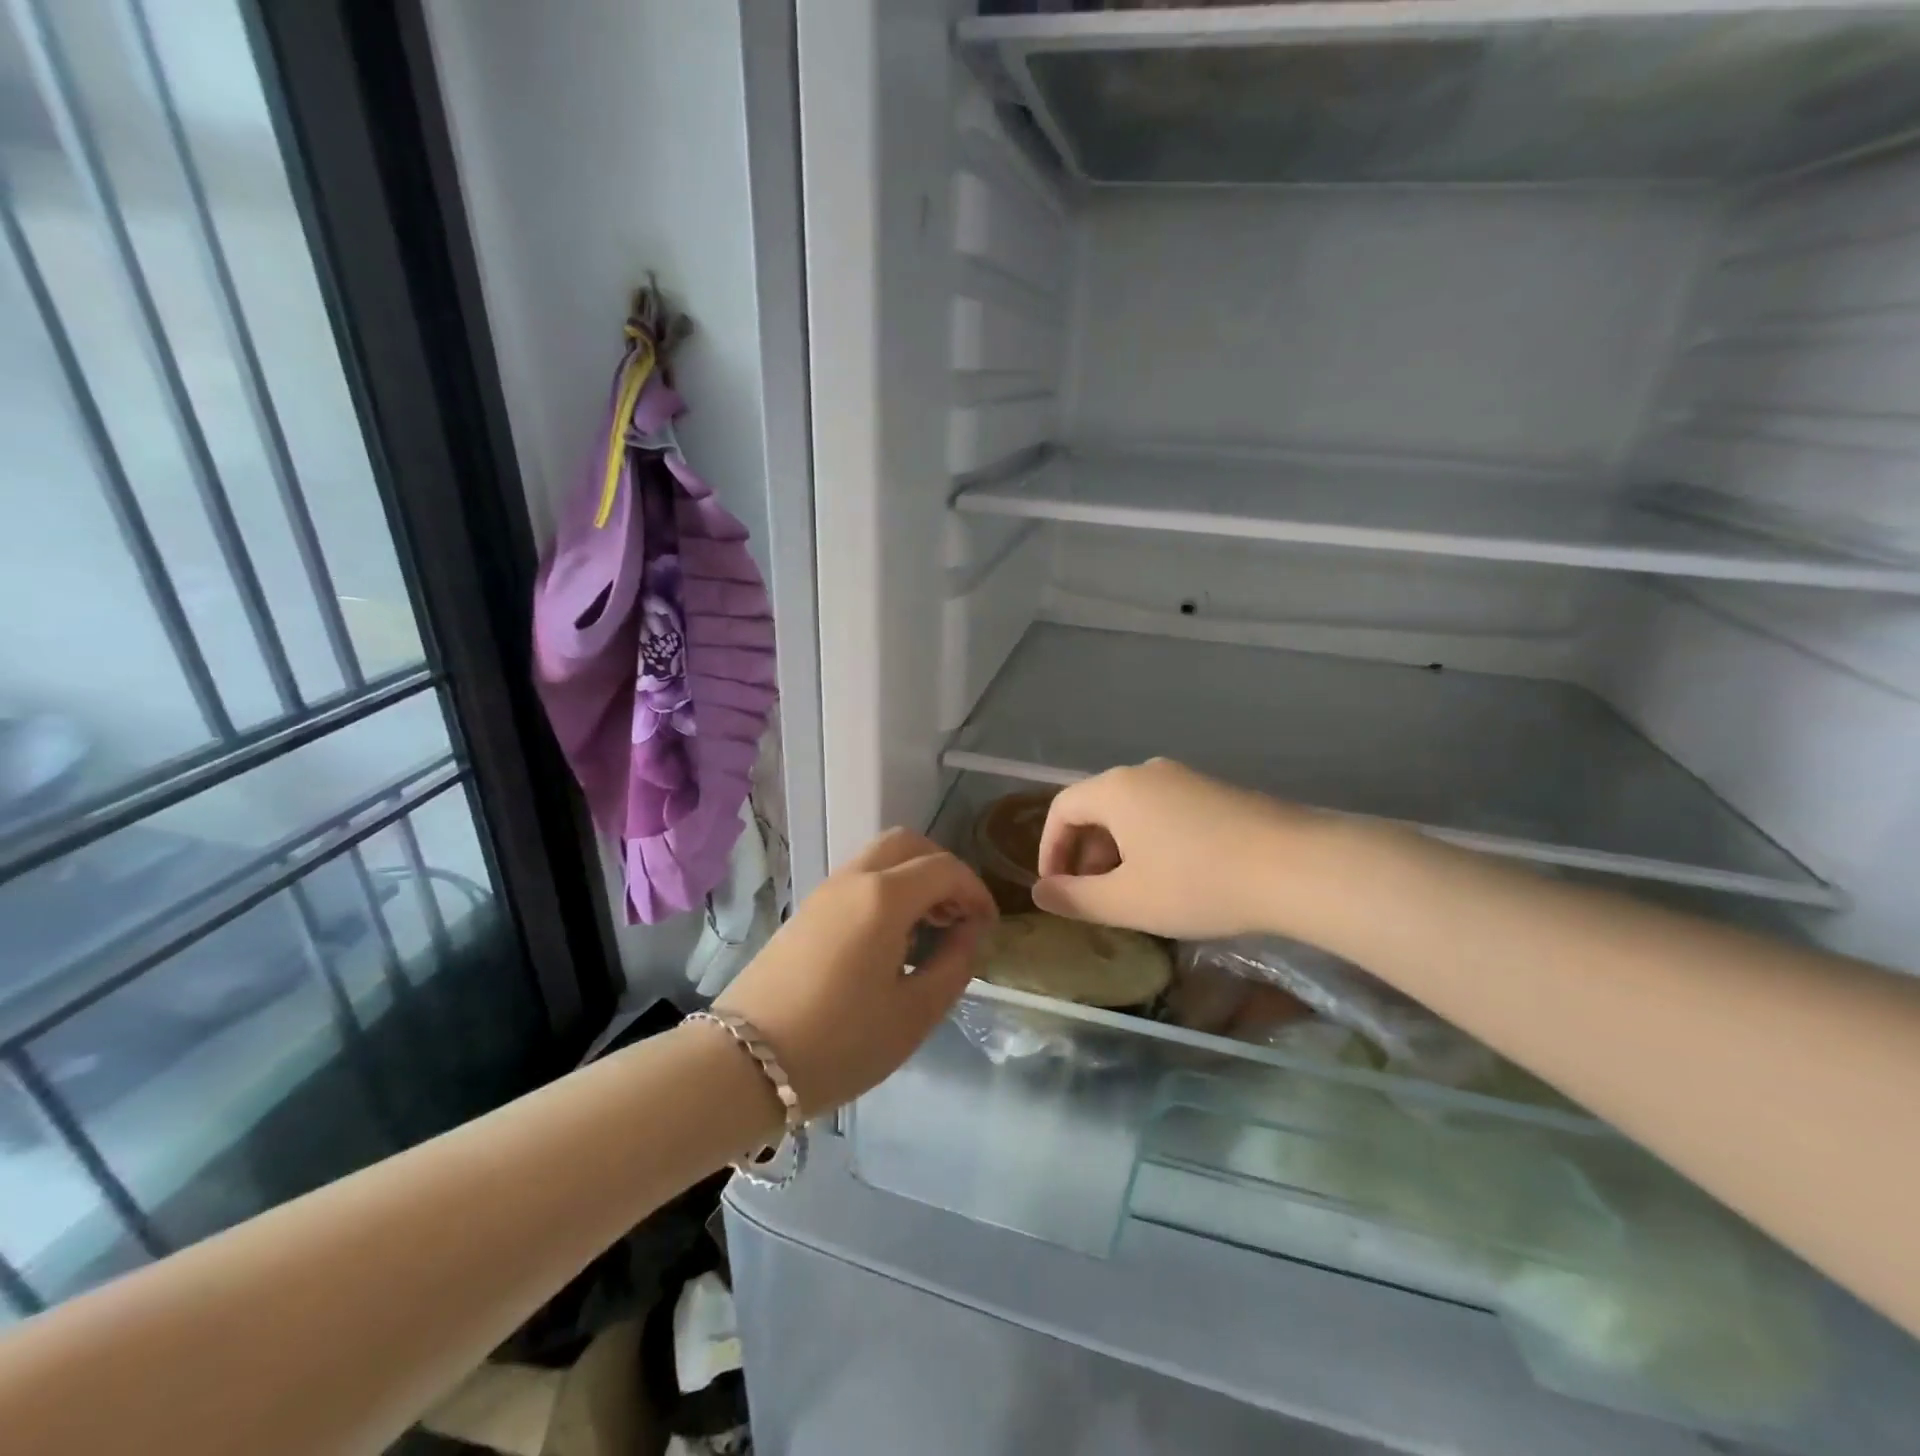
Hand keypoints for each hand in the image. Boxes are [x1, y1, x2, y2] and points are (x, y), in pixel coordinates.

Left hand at [716, 828, 996, 1114]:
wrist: (743, 1063)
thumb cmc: (840, 1043)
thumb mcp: (914, 1013)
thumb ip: (954, 964)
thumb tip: (969, 933)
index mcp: (884, 896)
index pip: (944, 869)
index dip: (975, 890)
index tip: (988, 925)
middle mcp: (853, 879)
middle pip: (907, 844)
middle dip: (942, 869)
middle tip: (957, 914)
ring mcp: (824, 892)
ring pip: (879, 858)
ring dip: (912, 878)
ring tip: (928, 929)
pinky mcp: (806, 911)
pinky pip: (857, 879)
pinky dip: (886, 890)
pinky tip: (891, 939)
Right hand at [1033, 759, 1310, 940]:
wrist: (1297, 867)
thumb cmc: (1197, 882)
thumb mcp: (1127, 900)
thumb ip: (1075, 898)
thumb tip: (1040, 893)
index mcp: (1115, 789)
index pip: (1061, 809)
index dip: (1050, 850)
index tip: (1056, 889)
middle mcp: (1146, 772)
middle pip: (1097, 807)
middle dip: (1085, 853)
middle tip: (1093, 897)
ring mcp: (1186, 778)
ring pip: (1133, 811)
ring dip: (1119, 850)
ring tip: (1132, 892)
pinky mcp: (1218, 792)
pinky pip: (1166, 812)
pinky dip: (1152, 843)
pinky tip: (1175, 878)